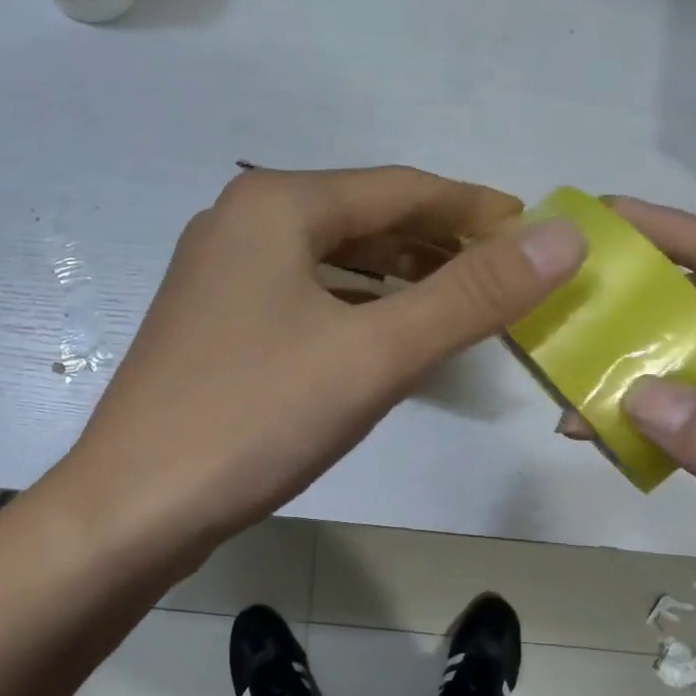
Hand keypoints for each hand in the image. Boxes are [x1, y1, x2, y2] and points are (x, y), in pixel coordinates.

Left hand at [56, 165, 584, 569]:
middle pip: (363, 218)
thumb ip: (471, 296)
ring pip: (330, 260)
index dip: (474, 209)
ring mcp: (219, 273)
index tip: (534, 233)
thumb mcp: (375, 355)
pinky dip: (353, 308)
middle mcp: (240, 222)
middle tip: (505, 274)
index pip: (400, 188)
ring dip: (396, 277)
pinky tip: (383, 336)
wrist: (132, 508)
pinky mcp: (212, 322)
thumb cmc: (255, 418)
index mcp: (275, 204)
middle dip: (437, 244)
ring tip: (458, 302)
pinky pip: (303, 296)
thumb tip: (563, 238)